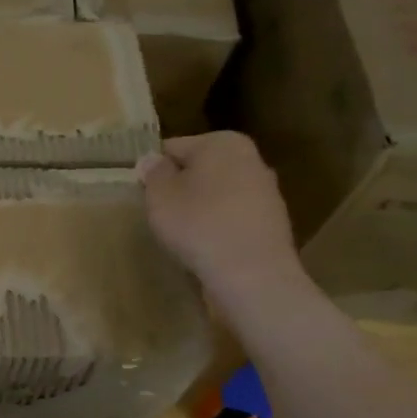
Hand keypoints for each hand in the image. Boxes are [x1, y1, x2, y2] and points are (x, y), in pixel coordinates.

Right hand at [136, 132, 304, 301]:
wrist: (252, 275)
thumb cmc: (199, 225)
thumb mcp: (159, 196)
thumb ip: (153, 173)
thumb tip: (152, 160)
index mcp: (222, 142)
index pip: (173, 148)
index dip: (154, 170)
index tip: (143, 193)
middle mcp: (250, 158)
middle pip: (199, 169)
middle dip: (180, 186)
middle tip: (160, 213)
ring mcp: (266, 191)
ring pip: (217, 193)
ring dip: (199, 207)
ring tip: (182, 233)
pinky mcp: (272, 223)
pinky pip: (232, 217)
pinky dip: (218, 226)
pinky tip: (206, 246)